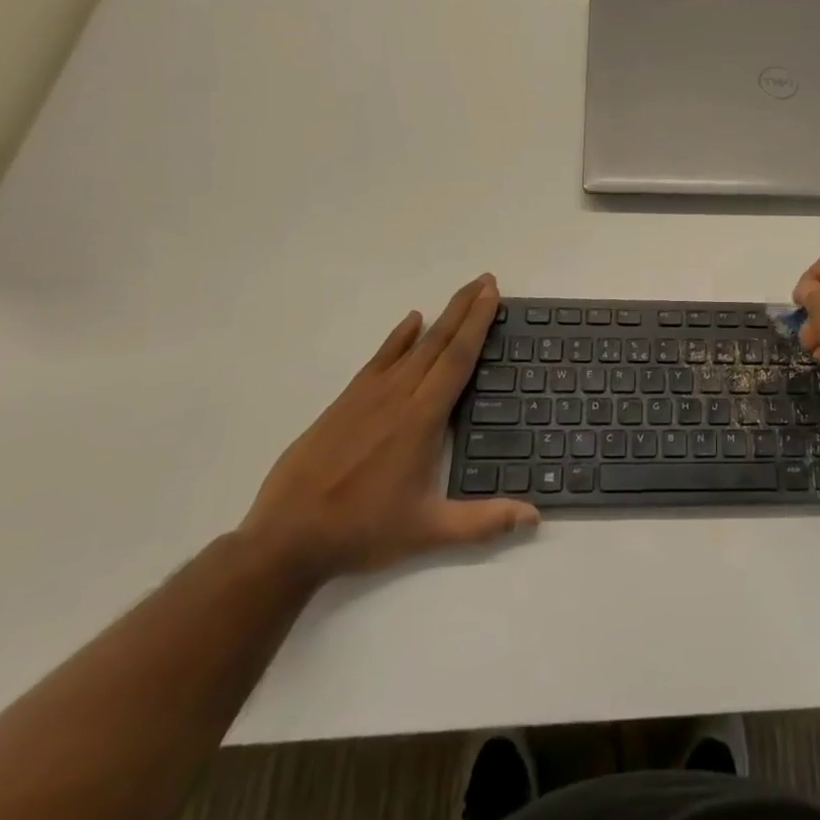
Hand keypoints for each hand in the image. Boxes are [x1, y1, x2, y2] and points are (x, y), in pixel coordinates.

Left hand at [239, 275, 537, 582]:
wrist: (285, 539)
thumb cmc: (361, 531)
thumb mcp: (427, 532)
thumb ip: (483, 522)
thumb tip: (535, 517)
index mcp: (422, 419)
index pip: (457, 358)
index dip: (478, 323)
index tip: (492, 293)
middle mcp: (399, 396)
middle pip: (439, 341)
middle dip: (465, 308)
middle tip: (486, 279)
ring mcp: (369, 395)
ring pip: (412, 345)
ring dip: (441, 317)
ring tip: (462, 294)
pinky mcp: (345, 402)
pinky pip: (379, 358)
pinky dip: (398, 336)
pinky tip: (411, 321)